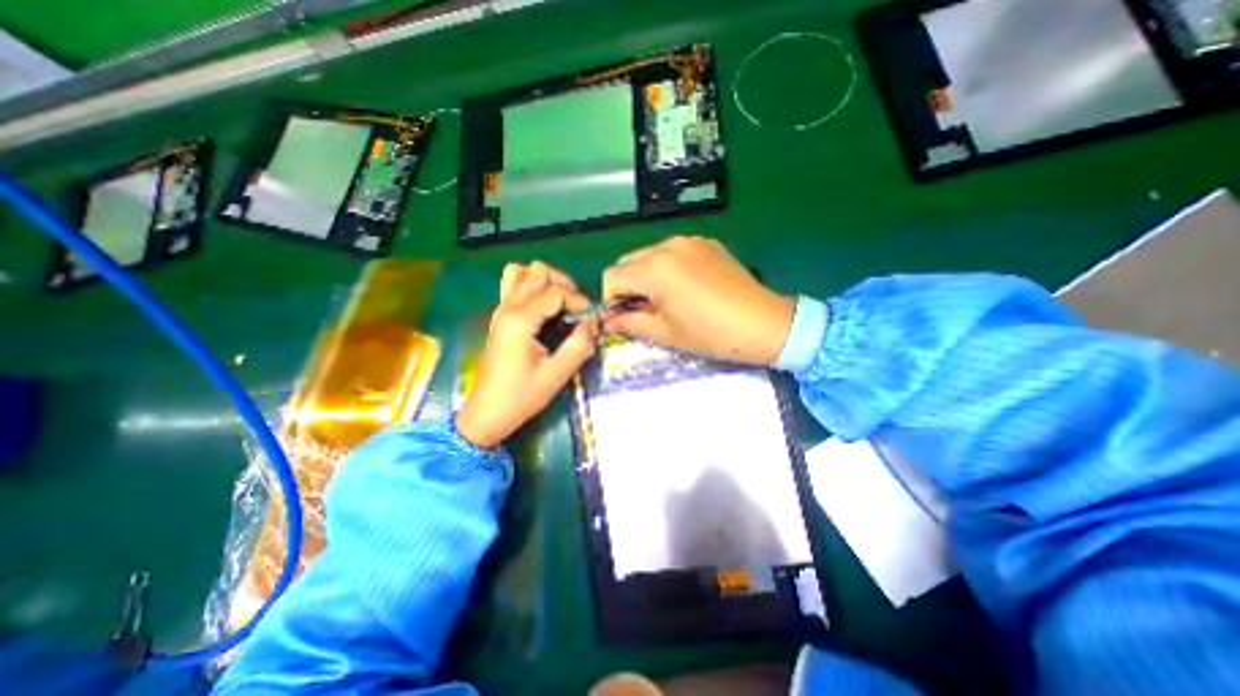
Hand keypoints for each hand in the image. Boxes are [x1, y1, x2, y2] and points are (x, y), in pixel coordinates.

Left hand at [456, 259, 597, 444]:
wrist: (487, 413)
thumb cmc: (521, 397)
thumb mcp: (557, 375)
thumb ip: (579, 345)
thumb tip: (592, 322)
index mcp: (520, 320)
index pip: (556, 291)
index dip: (579, 301)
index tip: (590, 321)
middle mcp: (508, 307)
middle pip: (539, 271)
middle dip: (564, 285)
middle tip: (577, 310)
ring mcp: (500, 309)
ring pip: (523, 271)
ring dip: (546, 281)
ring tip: (560, 302)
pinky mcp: (499, 316)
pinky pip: (512, 284)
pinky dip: (530, 285)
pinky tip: (542, 306)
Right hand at [601, 236, 792, 364]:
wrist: (764, 324)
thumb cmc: (710, 334)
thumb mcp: (665, 333)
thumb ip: (629, 323)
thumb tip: (608, 322)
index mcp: (654, 269)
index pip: (612, 277)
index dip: (610, 301)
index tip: (623, 319)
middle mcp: (667, 246)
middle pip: (628, 262)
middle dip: (627, 287)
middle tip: (643, 311)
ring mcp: (689, 241)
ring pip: (649, 255)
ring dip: (646, 276)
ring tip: (666, 300)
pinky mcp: (706, 244)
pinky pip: (673, 252)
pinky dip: (667, 268)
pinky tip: (686, 288)